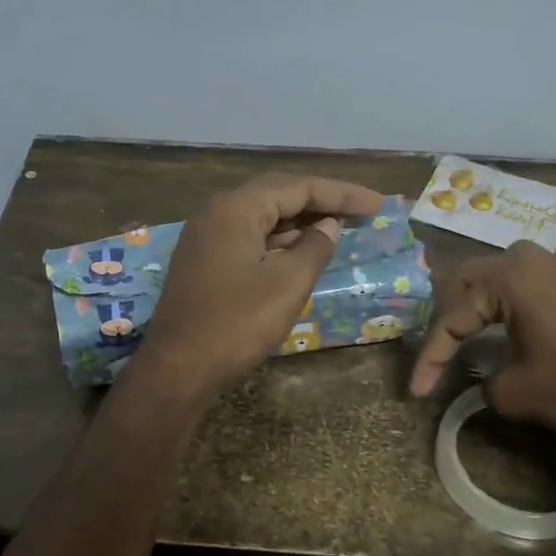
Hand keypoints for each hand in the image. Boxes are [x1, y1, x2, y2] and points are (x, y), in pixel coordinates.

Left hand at [136, 173, 384, 401]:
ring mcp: (206, 239)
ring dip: (300, 223)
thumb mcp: (287, 284)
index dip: (341, 193)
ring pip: (262, 219)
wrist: (178, 369)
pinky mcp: (204, 264)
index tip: (377, 204)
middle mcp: (217, 214)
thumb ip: (315, 248)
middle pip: (277, 196)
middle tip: (361, 211)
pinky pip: (249, 240)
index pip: (297, 186)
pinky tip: (301, 254)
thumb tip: (329, 226)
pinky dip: (279, 243)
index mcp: (236, 208)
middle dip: (321, 202)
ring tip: (339, 229)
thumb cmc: (236, 323)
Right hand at [409, 241, 555, 444]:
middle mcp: (535, 260)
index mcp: (511, 277)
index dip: (431, 356)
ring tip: (467, 335)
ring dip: (480, 304)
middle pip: (471, 279)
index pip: (454, 315)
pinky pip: (532, 285)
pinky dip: (510, 305)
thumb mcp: (515, 393)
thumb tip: (486, 377)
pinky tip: (509, 329)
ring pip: (502, 276)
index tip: (418, 391)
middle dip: (449, 316)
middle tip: (439, 350)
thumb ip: (484, 381)